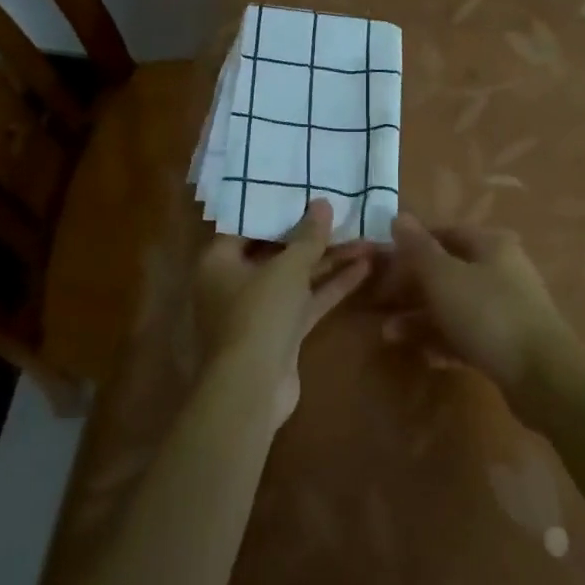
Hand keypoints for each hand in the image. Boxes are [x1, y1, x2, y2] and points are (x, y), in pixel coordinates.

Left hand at [194, 199, 370, 422]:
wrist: (252, 389)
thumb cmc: (258, 315)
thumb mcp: (287, 268)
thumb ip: (308, 236)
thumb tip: (322, 203)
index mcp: (219, 261)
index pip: (249, 226)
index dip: (279, 210)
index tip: (307, 194)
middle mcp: (235, 283)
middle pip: (277, 252)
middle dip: (313, 237)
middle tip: (344, 214)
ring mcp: (259, 310)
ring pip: (297, 278)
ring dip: (329, 261)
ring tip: (365, 238)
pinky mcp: (281, 333)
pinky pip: (307, 301)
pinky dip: (331, 287)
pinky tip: (363, 269)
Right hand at [380, 213, 574, 394]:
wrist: (544, 376)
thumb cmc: (488, 314)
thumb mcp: (444, 277)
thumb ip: (418, 249)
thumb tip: (400, 217)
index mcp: (490, 244)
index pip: (443, 234)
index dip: (410, 247)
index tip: (382, 266)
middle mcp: (501, 269)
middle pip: (447, 272)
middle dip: (411, 289)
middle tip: (380, 306)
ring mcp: (507, 307)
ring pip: (455, 306)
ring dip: (421, 319)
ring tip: (390, 336)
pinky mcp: (509, 342)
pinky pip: (468, 334)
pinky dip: (445, 341)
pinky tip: (426, 357)